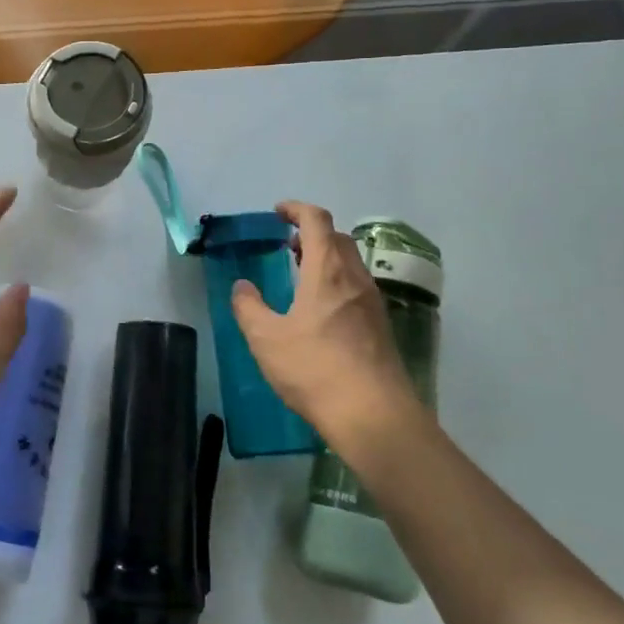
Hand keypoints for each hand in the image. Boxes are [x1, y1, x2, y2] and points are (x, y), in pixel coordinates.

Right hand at [231, 201, 427, 457]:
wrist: (373, 414)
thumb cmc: (314, 368)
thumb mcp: (266, 339)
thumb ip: (249, 307)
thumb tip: (242, 286)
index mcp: (328, 270)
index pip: (317, 221)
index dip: (297, 209)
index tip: (278, 212)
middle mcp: (355, 278)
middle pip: (338, 238)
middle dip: (312, 233)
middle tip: (288, 247)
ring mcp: (373, 303)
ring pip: (351, 263)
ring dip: (326, 258)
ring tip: (302, 277)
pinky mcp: (381, 327)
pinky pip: (358, 287)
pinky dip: (338, 282)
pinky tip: (322, 312)